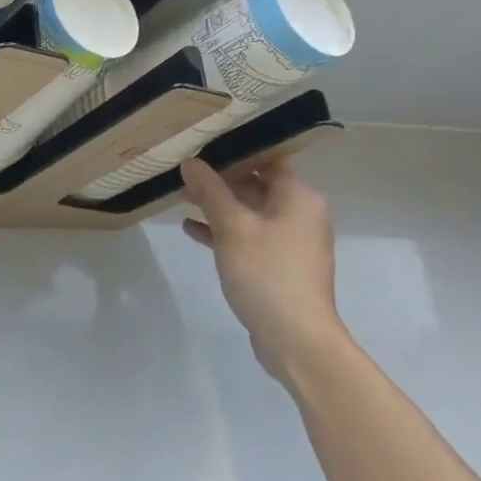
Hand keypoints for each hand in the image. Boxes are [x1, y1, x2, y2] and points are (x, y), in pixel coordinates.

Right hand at [180, 156, 346, 384]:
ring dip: (218, 204)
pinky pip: (247, 236)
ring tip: (181, 195)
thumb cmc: (267, 273)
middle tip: (184, 167)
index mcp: (298, 197)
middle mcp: (299, 213)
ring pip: (249, 211)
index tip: (204, 141)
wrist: (295, 339)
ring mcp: (289, 241)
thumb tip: (191, 162)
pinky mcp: (277, 265)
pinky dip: (222, 231)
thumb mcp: (232, 227)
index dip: (237, 148)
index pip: (269, 158)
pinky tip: (190, 229)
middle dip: (220, 177)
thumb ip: (210, 191)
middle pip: (257, 183)